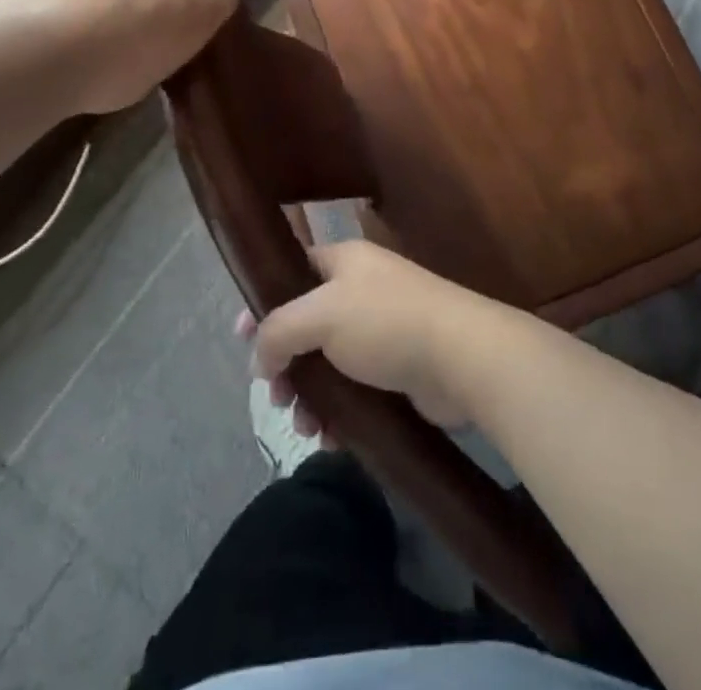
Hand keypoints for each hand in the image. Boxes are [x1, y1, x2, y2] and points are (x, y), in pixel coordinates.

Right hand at [242, 240, 515, 433]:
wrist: (460, 357)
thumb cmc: (385, 322)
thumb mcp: (320, 314)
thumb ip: (278, 329)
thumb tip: (260, 356)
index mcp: (344, 262)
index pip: (293, 272)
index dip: (264, 302)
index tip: (240, 339)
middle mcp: (361, 290)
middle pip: (306, 324)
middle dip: (285, 362)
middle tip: (275, 395)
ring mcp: (380, 330)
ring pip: (327, 362)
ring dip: (308, 394)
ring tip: (305, 426)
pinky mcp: (396, 369)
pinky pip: (353, 389)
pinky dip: (337, 410)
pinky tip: (330, 437)